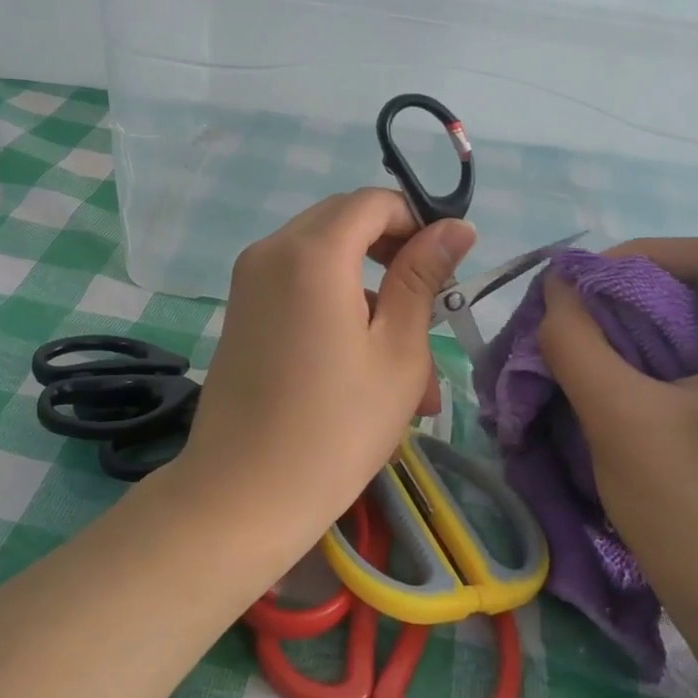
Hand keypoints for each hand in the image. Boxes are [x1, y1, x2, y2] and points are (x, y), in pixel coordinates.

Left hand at [177, 190, 475, 541]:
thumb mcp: (398, 352)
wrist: (242, 495)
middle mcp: (272, 251)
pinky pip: (299, 287)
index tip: (447, 265)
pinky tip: (367, 371)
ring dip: (371, 295)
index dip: (416, 221)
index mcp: (312, 252)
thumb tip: (455, 227)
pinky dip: (337, 309)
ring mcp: (249, 281)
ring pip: (325, 261)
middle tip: (431, 309)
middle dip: (393, 256)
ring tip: (414, 372)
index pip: (372, 202)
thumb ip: (422, 278)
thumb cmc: (336, 427)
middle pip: (345, 224)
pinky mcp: (242, 310)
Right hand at [538, 238, 697, 660]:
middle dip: (631, 299)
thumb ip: (576, 342)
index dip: (636, 257)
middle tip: (572, 318)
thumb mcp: (621, 419)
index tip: (577, 284)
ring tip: (586, 350)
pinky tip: (620, 385)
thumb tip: (555, 287)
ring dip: (639, 333)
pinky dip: (659, 364)